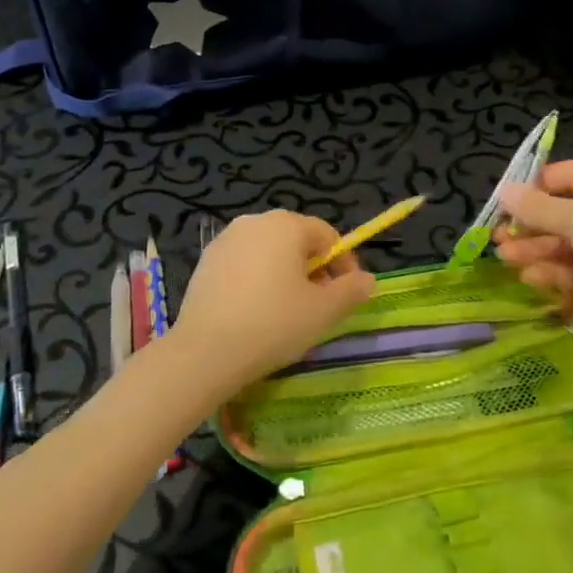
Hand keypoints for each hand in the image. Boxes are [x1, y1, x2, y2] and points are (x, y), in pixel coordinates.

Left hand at [166, 210, 376, 398]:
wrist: (205, 351)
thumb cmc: (273, 324)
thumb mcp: (323, 311)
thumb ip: (351, 290)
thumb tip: (367, 279)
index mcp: (286, 225)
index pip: (327, 236)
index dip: (343, 264)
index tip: (347, 295)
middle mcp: (255, 221)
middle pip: (296, 240)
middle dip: (313, 270)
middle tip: (318, 306)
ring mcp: (225, 240)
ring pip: (268, 252)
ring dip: (284, 275)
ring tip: (287, 312)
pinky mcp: (205, 261)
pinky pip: (243, 264)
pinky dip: (256, 281)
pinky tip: (255, 313)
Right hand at [494, 160, 572, 356]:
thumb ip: (539, 207)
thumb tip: (504, 190)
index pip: (570, 174)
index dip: (535, 185)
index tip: (505, 200)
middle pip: (566, 211)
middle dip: (531, 224)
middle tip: (498, 236)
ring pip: (569, 242)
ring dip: (537, 249)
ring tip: (506, 259)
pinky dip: (555, 271)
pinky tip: (531, 278)